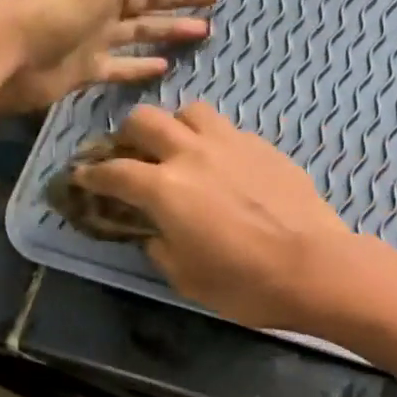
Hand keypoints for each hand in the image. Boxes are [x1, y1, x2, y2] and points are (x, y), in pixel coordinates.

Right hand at [72, 103, 351, 328]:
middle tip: (132, 156)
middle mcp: (192, 154)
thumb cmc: (246, 284)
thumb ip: (160, 248)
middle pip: (144, 120)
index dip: (90, 174)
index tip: (82, 177)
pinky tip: (224, 164)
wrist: (315, 267)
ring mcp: (231, 143)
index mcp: (164, 189)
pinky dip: (213, 140)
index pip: (113, 172)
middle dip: (128, 136)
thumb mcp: (187, 279)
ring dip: (175, 127)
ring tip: (181, 150)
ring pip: (189, 112)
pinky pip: (227, 129)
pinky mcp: (263, 146)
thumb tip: (152, 233)